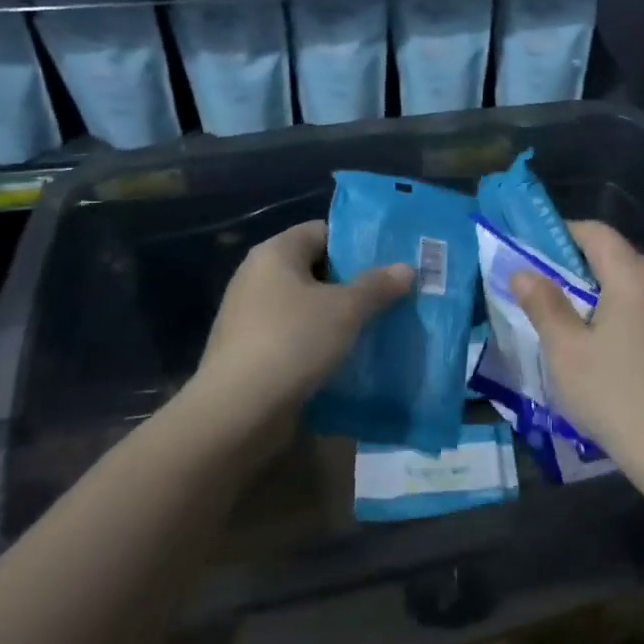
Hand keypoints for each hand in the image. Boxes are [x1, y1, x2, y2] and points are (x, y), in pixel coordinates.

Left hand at [176, 220, 412, 457]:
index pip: (321, 231)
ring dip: (340, 315)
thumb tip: (406, 268)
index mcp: (274, 254)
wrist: (238, 412)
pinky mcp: (253, 352)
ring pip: (308, 306)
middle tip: (394, 292)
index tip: (390, 259)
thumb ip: (377, 285)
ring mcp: (252, 317)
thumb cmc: (293, 342)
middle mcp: (258, 278)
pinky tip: (351, 355)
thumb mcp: (345, 309)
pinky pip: (297, 335)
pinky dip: (322, 341)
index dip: (356, 243)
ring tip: (381, 324)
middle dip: (354, 281)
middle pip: (316, 269)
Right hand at [511, 221, 643, 475]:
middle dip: (579, 265)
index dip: (562, 233)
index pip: (596, 233)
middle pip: (617, 256)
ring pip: (635, 284)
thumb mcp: (565, 350)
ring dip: (603, 290)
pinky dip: (625, 311)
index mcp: (635, 276)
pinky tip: (610, 345)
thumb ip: (543, 304)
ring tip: (573, 319)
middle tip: (546, 289)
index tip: (534, 250)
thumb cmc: (613, 394)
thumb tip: (523, 272)